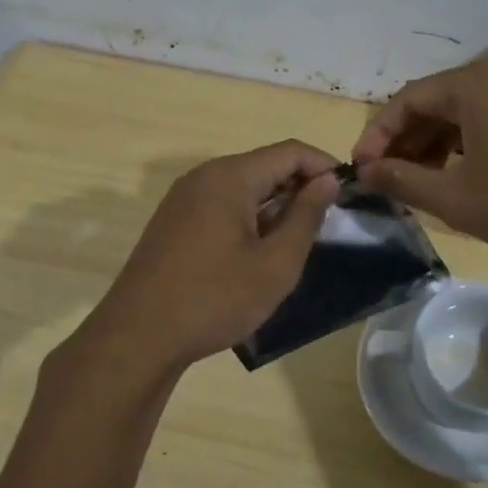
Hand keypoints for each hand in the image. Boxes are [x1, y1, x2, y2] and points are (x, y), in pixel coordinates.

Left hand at [76, 140, 339, 373]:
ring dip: (274, 204)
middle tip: (326, 223)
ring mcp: (183, 198)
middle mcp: (204, 175)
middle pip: (264, 165)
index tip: (348, 195)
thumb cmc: (215, 299)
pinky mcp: (173, 221)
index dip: (324, 166)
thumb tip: (327, 181)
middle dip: (299, 186)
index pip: (290, 151)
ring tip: (295, 241)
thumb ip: (306, 216)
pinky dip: (248, 216)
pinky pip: (221, 204)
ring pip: (242, 186)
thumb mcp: (275, 264)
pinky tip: (257, 251)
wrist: (139, 336)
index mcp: (230, 176)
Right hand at [352, 56, 487, 269]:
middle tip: (388, 180)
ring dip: (437, 143)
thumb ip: (402, 181)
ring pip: (467, 110)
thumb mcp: (458, 199)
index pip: (407, 100)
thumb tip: (363, 174)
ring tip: (422, 183)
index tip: (360, 171)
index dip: (377, 137)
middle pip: (437, 101)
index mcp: (476, 83)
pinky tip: (465, 174)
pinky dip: (470, 142)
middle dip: (406, 141)